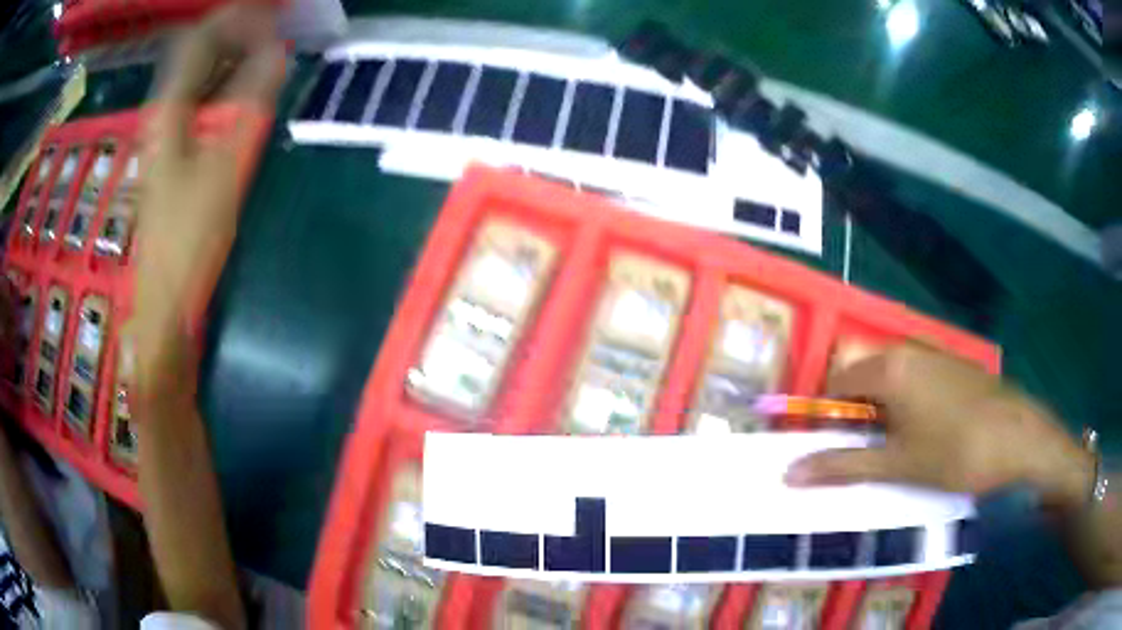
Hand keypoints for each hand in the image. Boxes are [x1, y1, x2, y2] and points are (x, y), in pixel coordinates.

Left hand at [129, 4, 283, 403]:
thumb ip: (250, 101)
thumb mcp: (225, 164)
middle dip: (238, 32)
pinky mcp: (175, 154)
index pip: (201, 38)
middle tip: (278, 30)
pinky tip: (246, 92)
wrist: (165, 300)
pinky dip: (226, 85)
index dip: (238, 19)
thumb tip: (276, 52)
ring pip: (199, 76)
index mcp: (169, 108)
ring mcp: (167, 134)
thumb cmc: (190, 236)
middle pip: (197, 52)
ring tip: (269, 53)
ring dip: (233, 57)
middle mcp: (163, 112)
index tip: (276, 17)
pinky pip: (201, 101)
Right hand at [785, 345, 1093, 510]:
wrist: (1020, 438)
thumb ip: (843, 465)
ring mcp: (935, 356)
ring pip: (891, 384)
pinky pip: (916, 384)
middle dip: (855, 420)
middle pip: (863, 380)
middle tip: (864, 459)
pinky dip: (907, 410)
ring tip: (894, 454)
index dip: (825, 417)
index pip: (835, 383)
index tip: (828, 450)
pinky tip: (924, 439)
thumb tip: (789, 473)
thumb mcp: (897, 466)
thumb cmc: (956, 451)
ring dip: (882, 417)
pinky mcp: (954, 369)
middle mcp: (909, 350)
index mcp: (889, 366)